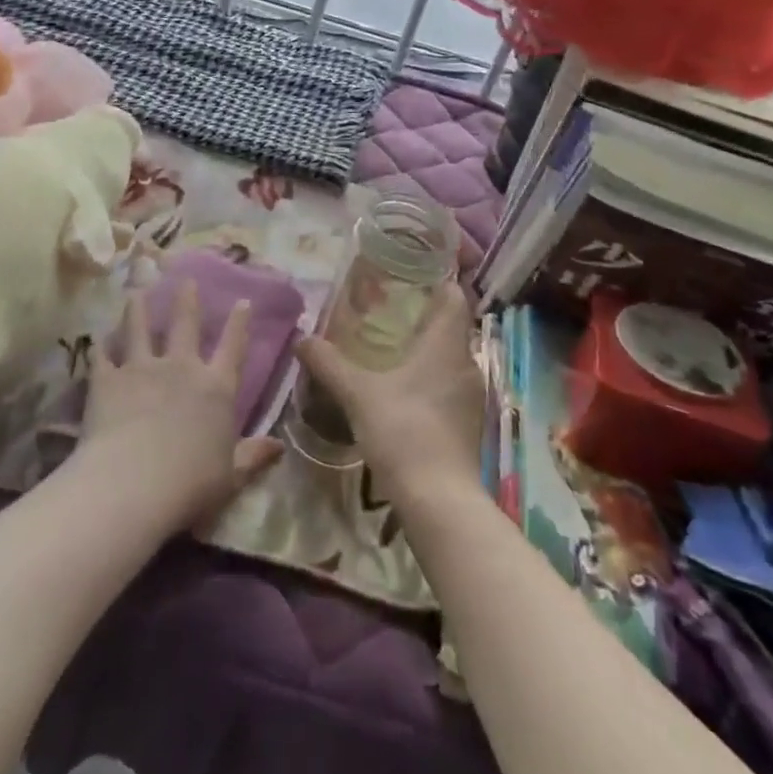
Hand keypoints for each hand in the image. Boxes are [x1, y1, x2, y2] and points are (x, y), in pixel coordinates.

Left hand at [77, 279, 282, 533]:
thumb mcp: (231, 476)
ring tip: (136, 292)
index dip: (239, 323)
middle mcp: (182, 368)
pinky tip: (98, 338)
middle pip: (185, 324)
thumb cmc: (191, 484)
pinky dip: (101, 346)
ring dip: (138, 309)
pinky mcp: (107, 380)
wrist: (133, 485)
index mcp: (217, 388)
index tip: (243, 301)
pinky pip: (103, 356)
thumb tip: (281, 447)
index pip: (233, 347)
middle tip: (185, 278)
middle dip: (187, 299)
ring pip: (140, 329)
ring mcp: (142, 369)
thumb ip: (253, 456)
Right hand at [295, 281, 482, 507]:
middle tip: (388, 307)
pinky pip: (449, 384)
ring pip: (449, 357)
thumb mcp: (357, 393)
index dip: (438, 280)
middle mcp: (467, 363)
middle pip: (451, 326)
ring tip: (390, 346)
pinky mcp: (468, 423)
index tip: (412, 273)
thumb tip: (301, 338)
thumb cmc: (402, 431)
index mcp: (447, 344)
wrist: (438, 500)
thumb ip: (329, 363)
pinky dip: (429, 377)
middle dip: (423, 314)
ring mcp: (471, 396)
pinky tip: (402, 389)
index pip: (455, 296)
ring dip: (426, 349)